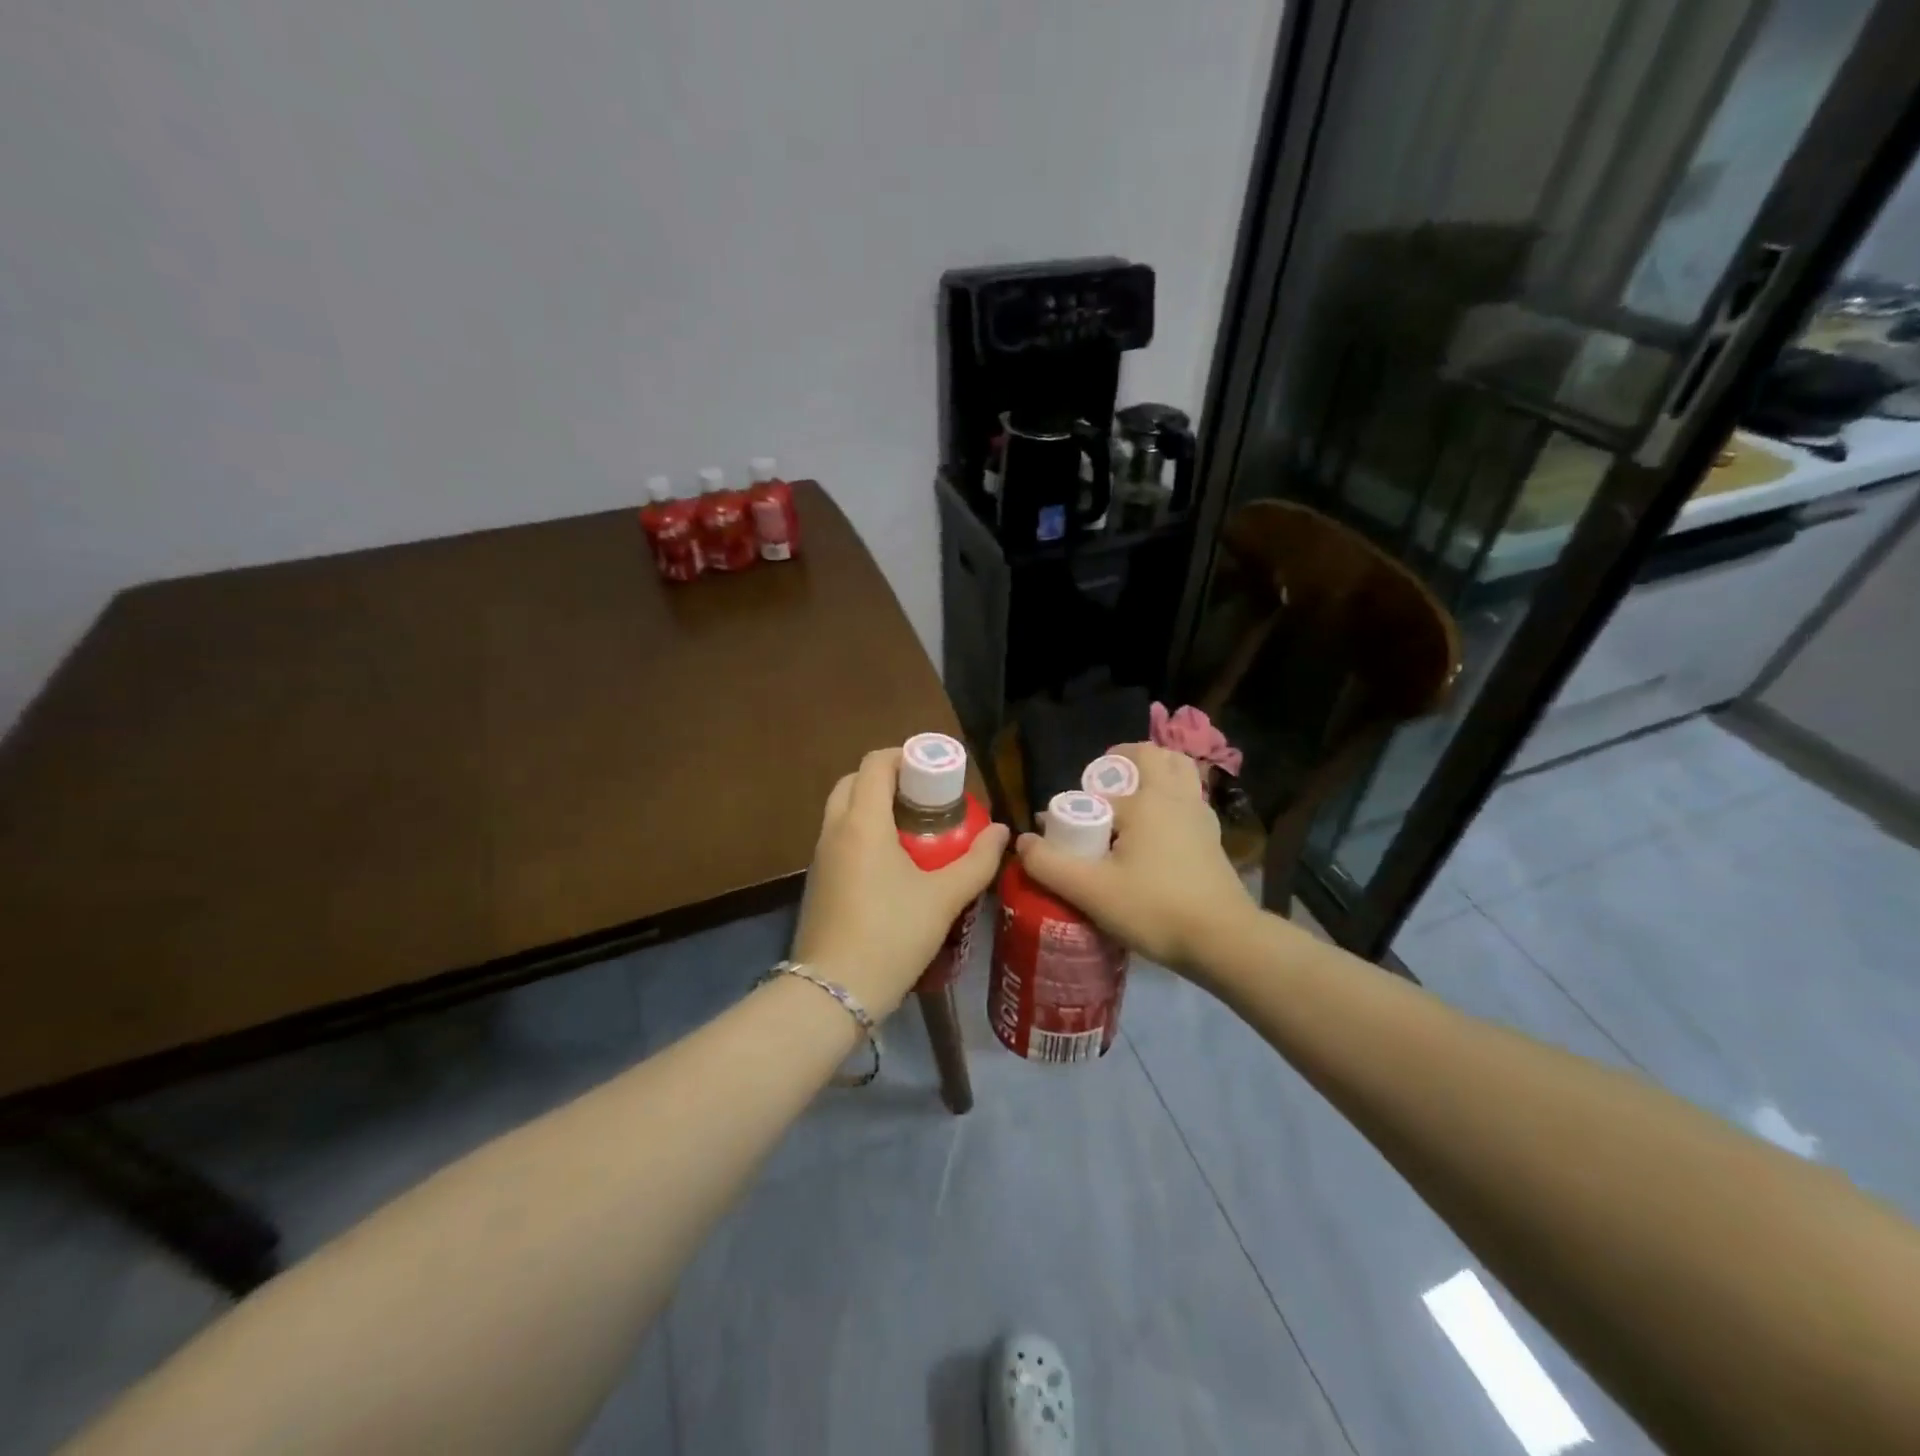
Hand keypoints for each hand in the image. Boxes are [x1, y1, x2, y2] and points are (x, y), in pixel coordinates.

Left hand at [792, 748, 1009, 1016]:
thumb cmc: (892, 935)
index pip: (875, 764)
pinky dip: (861, 831)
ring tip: (913, 826)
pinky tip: (891, 861)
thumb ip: (978, 861)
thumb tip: (1002, 831)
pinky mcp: (817, 881)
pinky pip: (838, 838)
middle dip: (887, 778)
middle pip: (853, 781)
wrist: (835, 992)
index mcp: (862, 822)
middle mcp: (834, 830)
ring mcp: (820, 857)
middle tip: (924, 796)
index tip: (934, 768)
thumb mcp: (944, 898)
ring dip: (872, 805)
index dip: (904, 755)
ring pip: (842, 810)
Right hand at [1014, 742, 1255, 975]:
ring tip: (1130, 802)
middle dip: (1124, 763)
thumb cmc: (1155, 909)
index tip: (1060, 835)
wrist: (1225, 941)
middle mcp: (1176, 797)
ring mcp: (1201, 816)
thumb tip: (1022, 841)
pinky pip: (1189, 799)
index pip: (1098, 792)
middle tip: (1102, 789)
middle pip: (1153, 756)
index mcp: (1146, 801)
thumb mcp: (1091, 891)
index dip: (1074, 808)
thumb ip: (1049, 864)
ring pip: (1179, 772)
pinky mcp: (1213, 838)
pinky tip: (1156, 832)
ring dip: (1154, 775)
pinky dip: (1172, 799)